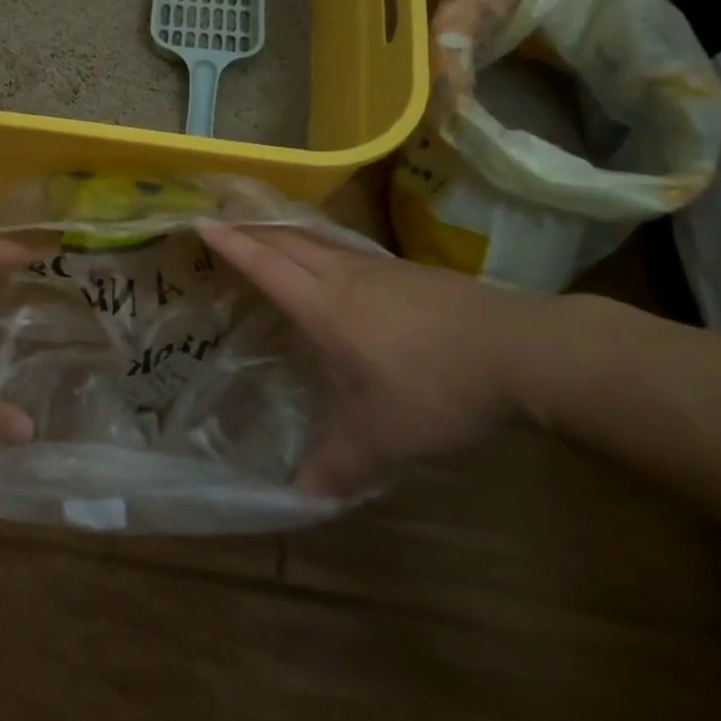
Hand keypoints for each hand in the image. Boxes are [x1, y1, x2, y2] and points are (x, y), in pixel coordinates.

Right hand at [197, 222, 563, 496]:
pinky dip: (322, 248)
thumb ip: (338, 466)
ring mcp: (380, 270)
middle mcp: (345, 277)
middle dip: (251, 228)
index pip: (265, 265)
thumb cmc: (435, 388)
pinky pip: (349, 251)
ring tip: (270, 239)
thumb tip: (299, 498)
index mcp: (324, 306)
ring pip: (319, 240)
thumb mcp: (383, 439)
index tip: (199, 222)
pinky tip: (336, 268)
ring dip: (286, 234)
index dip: (230, 244)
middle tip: (224, 222)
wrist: (521, 351)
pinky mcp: (410, 274)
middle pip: (287, 239)